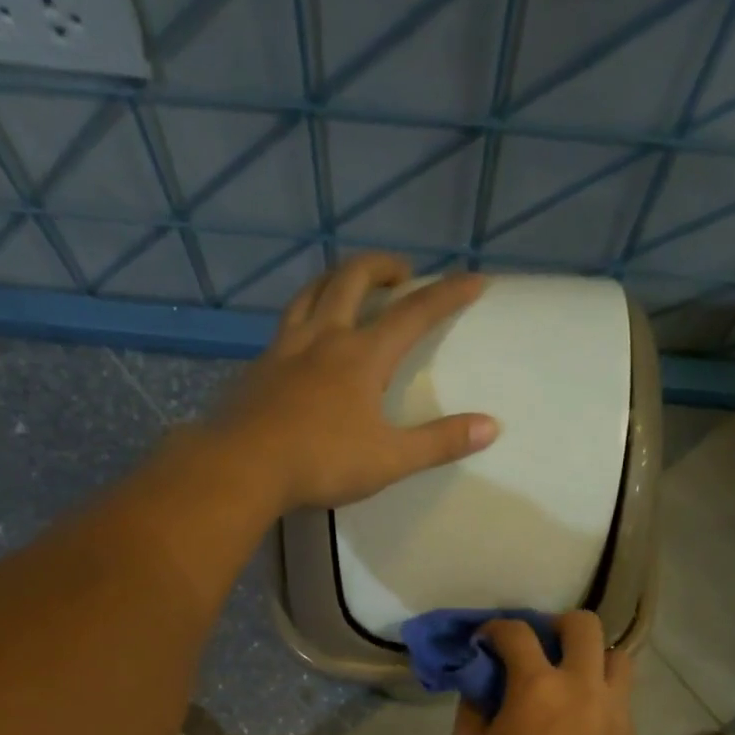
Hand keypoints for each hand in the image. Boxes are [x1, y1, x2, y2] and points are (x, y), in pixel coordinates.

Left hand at [214, 253, 497, 510]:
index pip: (414, 313)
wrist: (243, 467)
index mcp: (362, 356)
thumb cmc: (322, 462)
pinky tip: (302, 338)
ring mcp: (284, 348)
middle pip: (351, 279)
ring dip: (335, 278)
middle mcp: (323, 338)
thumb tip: (491, 426)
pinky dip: (302, 316)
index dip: (447, 294)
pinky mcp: (257, 367)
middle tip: (400, 272)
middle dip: (382, 267)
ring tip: (348, 285)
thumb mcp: (390, 459)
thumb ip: (439, 442)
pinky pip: (283, 325)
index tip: (474, 279)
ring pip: (310, 292)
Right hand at [452, 612, 636, 734]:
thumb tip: (482, 687)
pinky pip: (621, 693)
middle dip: (555, 626)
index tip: (484, 641)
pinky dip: (601, 689)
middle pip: (584, 624)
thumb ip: (473, 709)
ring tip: (569, 677)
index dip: (495, 629)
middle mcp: (582, 686)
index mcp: (536, 687)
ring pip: (617, 655)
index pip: (516, 633)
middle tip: (537, 648)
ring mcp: (613, 710)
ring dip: (590, 655)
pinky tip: (580, 714)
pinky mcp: (629, 734)